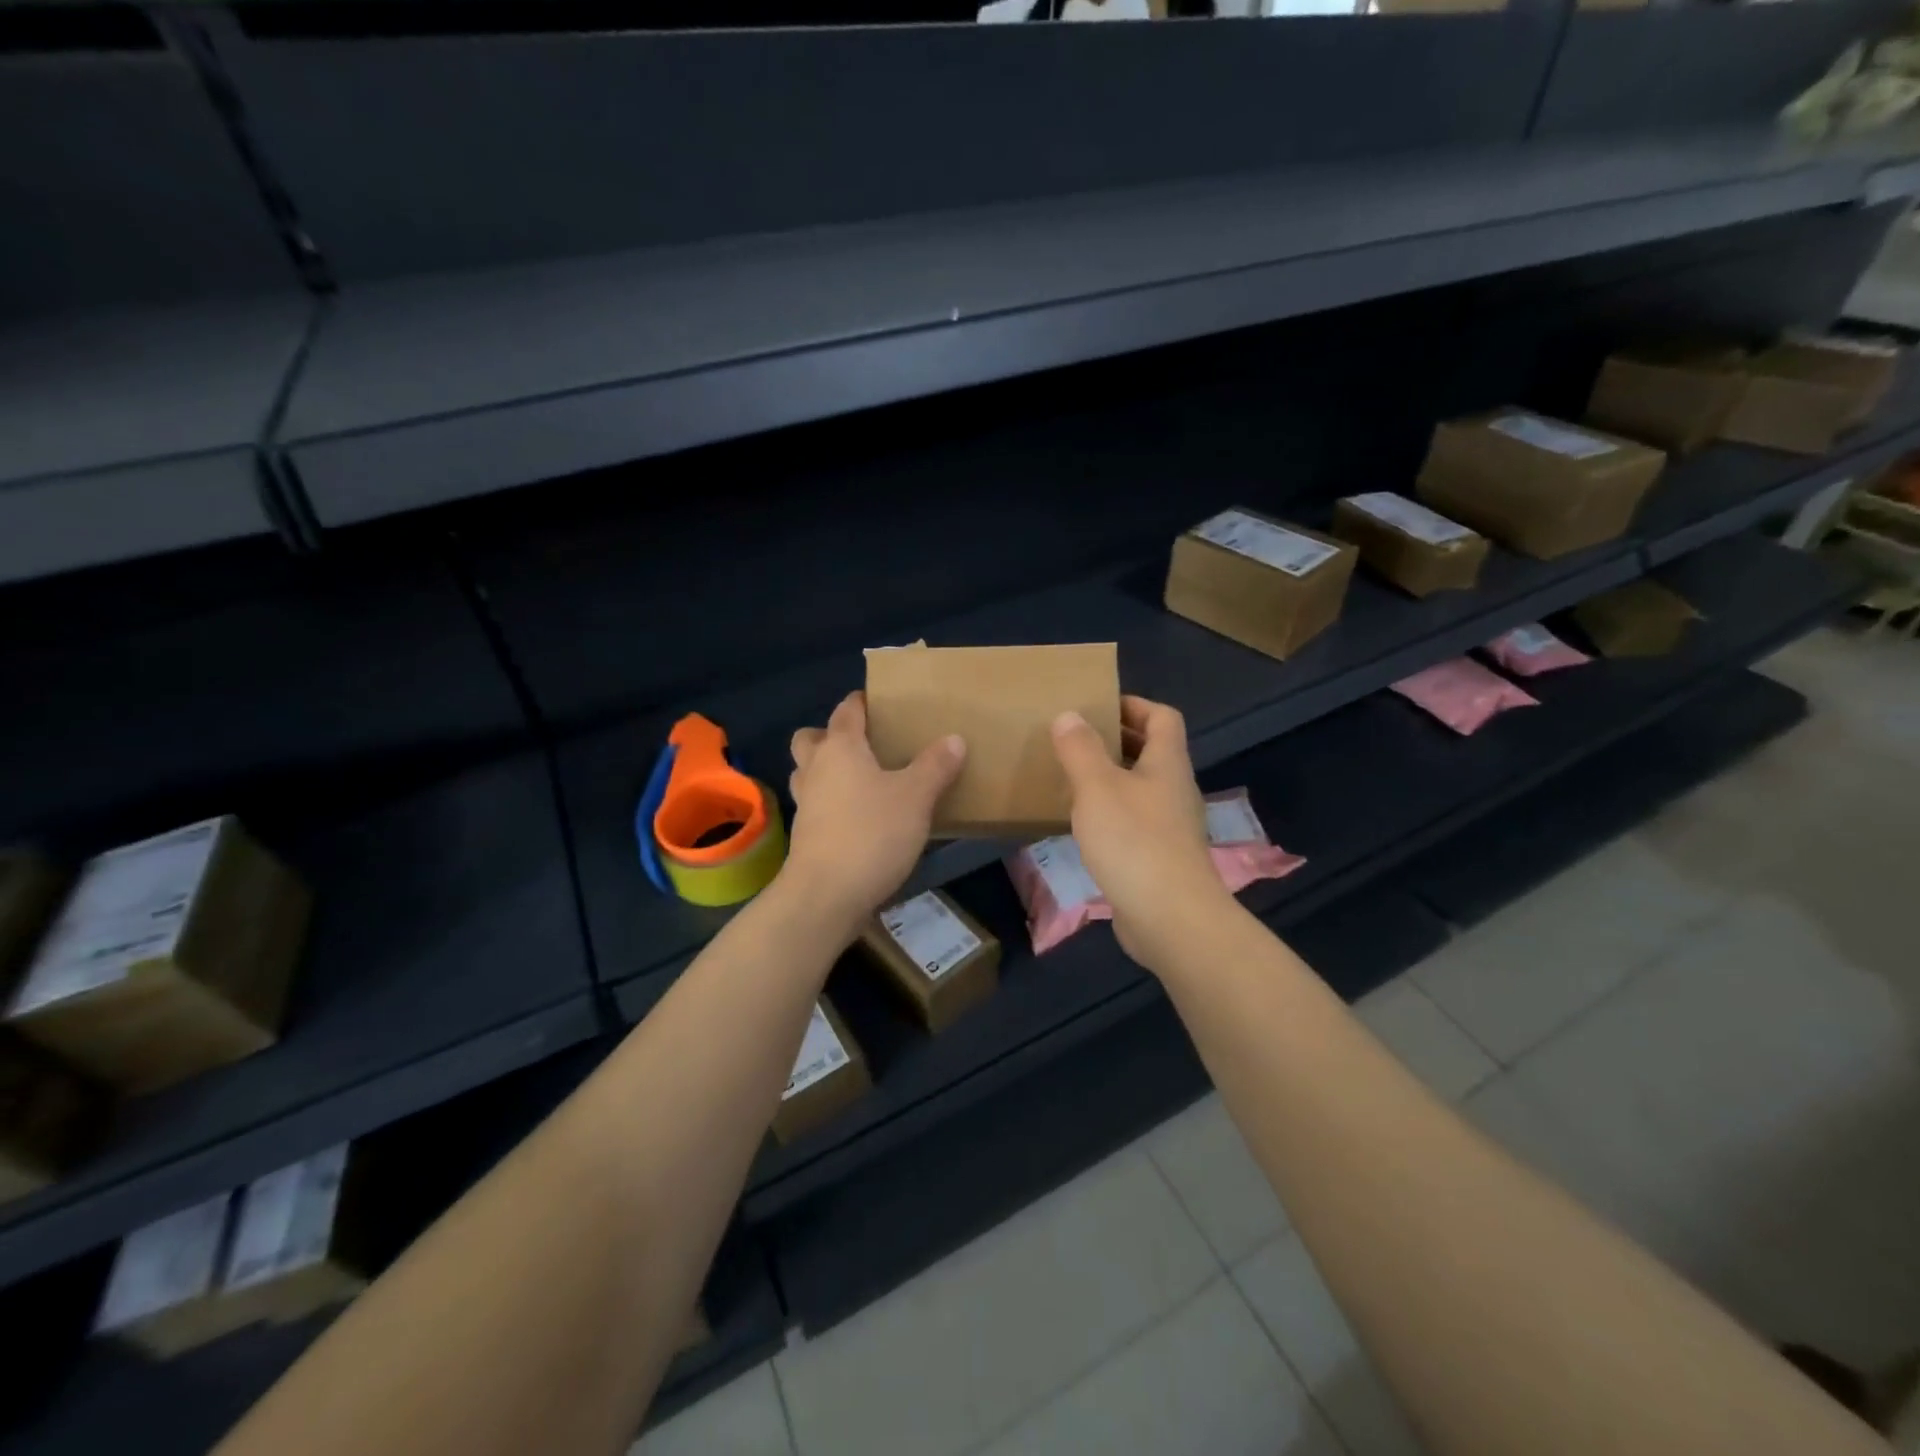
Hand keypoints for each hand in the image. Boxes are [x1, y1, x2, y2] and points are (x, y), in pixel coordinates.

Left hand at [785, 692, 965, 929]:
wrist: (826, 895)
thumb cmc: (872, 833)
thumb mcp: (916, 797)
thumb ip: (935, 766)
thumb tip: (954, 739)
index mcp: (840, 748)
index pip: (846, 711)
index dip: (861, 702)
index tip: (879, 701)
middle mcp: (815, 769)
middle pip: (811, 739)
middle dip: (830, 736)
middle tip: (863, 745)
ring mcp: (806, 804)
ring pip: (808, 774)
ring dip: (826, 771)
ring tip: (861, 781)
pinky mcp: (805, 836)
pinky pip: (816, 806)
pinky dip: (831, 804)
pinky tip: (860, 818)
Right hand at [1051, 695, 1232, 970]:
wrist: (1171, 918)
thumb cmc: (1134, 842)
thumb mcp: (1097, 787)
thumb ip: (1080, 749)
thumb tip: (1069, 715)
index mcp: (1167, 763)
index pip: (1162, 717)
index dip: (1133, 705)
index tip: (1097, 707)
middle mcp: (1175, 789)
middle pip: (1152, 751)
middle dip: (1116, 741)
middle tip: (1074, 741)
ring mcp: (1171, 826)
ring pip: (1141, 788)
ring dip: (1110, 779)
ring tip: (1071, 779)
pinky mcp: (1160, 858)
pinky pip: (1135, 821)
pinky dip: (1110, 814)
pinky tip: (1083, 826)